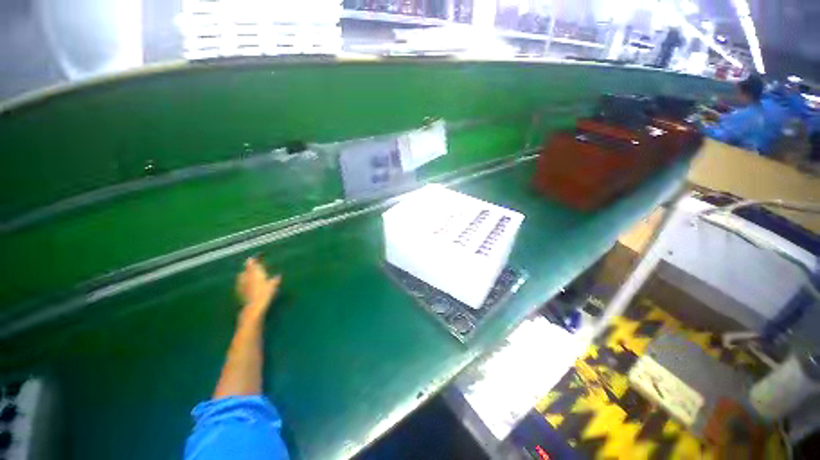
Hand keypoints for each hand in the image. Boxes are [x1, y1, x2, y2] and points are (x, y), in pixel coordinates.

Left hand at [236, 257, 280, 321]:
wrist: (254, 307)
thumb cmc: (265, 293)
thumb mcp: (273, 286)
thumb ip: (274, 280)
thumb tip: (278, 276)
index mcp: (254, 273)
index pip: (251, 264)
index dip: (252, 261)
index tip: (253, 258)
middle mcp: (246, 277)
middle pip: (245, 270)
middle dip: (248, 268)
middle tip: (253, 268)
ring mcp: (241, 285)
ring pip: (241, 277)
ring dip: (245, 275)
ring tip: (250, 276)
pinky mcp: (239, 292)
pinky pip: (241, 284)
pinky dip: (244, 283)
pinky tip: (248, 286)